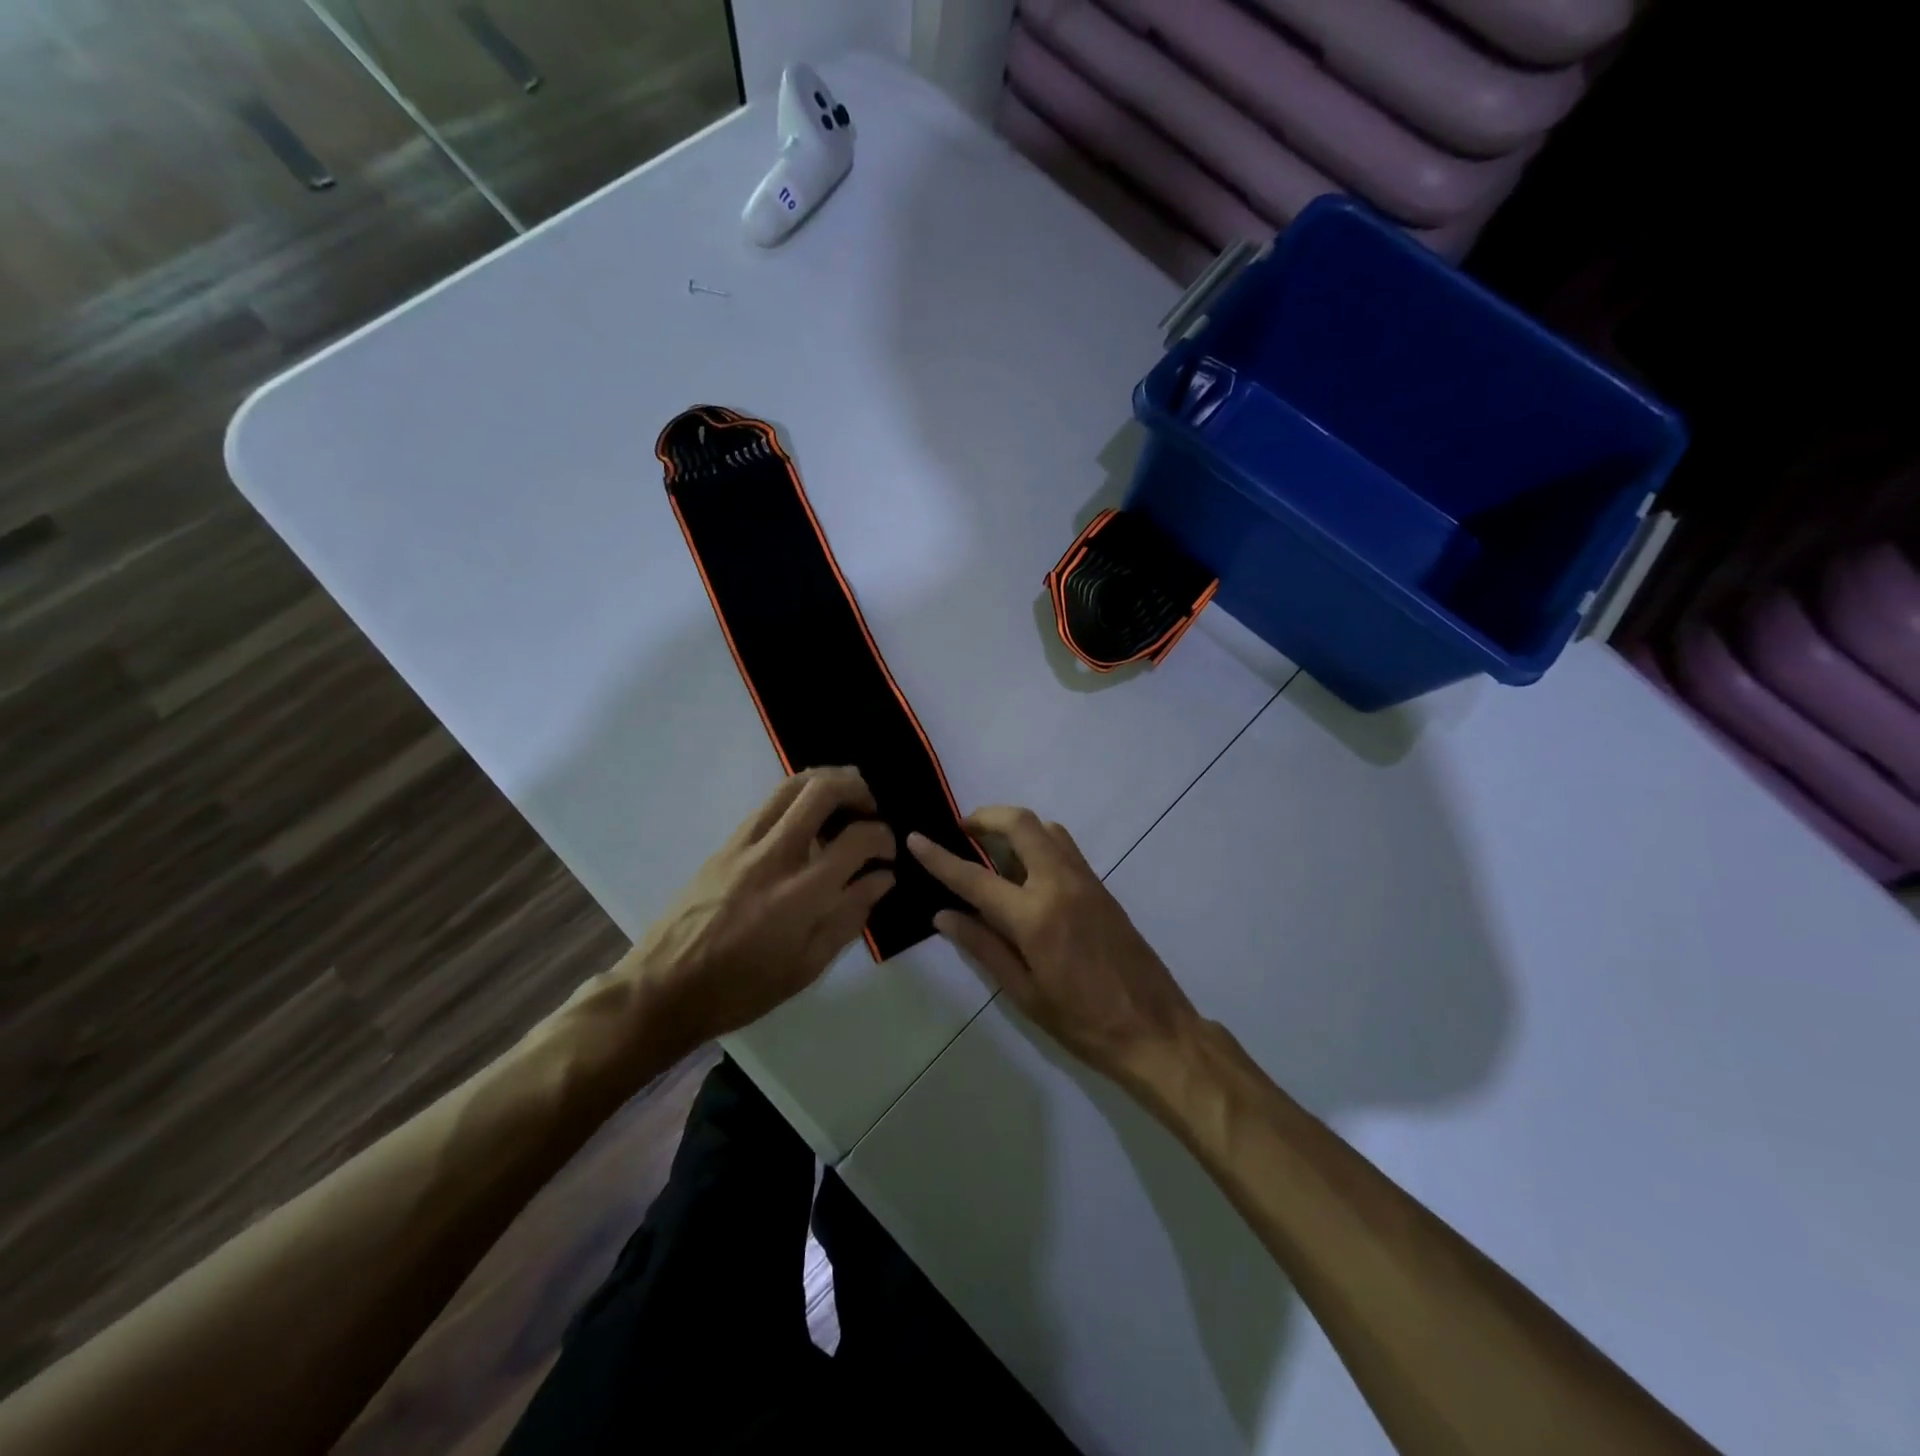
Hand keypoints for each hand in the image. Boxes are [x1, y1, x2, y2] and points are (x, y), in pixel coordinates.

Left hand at [615, 768, 895, 1054]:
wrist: (664, 987)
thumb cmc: (742, 989)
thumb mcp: (807, 966)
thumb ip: (850, 916)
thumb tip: (882, 878)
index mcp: (801, 894)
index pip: (857, 838)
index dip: (883, 837)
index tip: (888, 852)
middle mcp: (775, 856)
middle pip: (822, 789)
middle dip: (857, 788)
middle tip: (871, 809)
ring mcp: (745, 843)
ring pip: (791, 784)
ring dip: (826, 781)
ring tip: (844, 800)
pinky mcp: (726, 843)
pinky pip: (769, 803)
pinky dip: (798, 796)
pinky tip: (808, 819)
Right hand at [908, 807, 1199, 1086]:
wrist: (1156, 1029)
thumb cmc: (1082, 1022)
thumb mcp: (1024, 993)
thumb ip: (983, 947)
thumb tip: (943, 916)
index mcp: (1035, 916)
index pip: (975, 877)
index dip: (940, 857)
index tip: (915, 838)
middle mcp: (1060, 884)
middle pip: (1021, 823)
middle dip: (986, 817)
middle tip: (963, 832)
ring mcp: (1086, 881)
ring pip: (1047, 828)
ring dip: (1015, 827)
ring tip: (992, 851)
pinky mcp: (1102, 887)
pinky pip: (1065, 846)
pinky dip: (1038, 842)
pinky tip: (1026, 872)